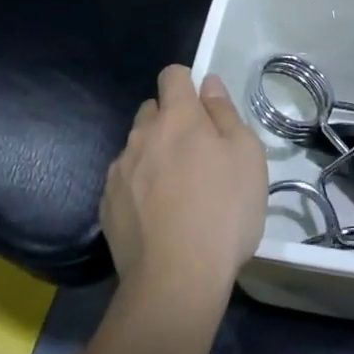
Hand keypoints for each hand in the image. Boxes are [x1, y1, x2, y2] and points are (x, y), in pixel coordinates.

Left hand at [100, 65, 267, 310]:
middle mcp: (142, 135)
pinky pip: (125, 181)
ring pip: (137, 147)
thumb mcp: (247, 156)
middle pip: (152, 110)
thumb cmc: (224, 211)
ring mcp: (119, 170)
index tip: (204, 109)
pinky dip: (139, 188)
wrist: (177, 278)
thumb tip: (209, 84)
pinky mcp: (107, 204)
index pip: (172, 75)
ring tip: (177, 192)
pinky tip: (158, 217)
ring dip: (154, 155)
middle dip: (171, 121)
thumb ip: (225, 113)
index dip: (188, 83)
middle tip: (197, 155)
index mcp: (177, 118)